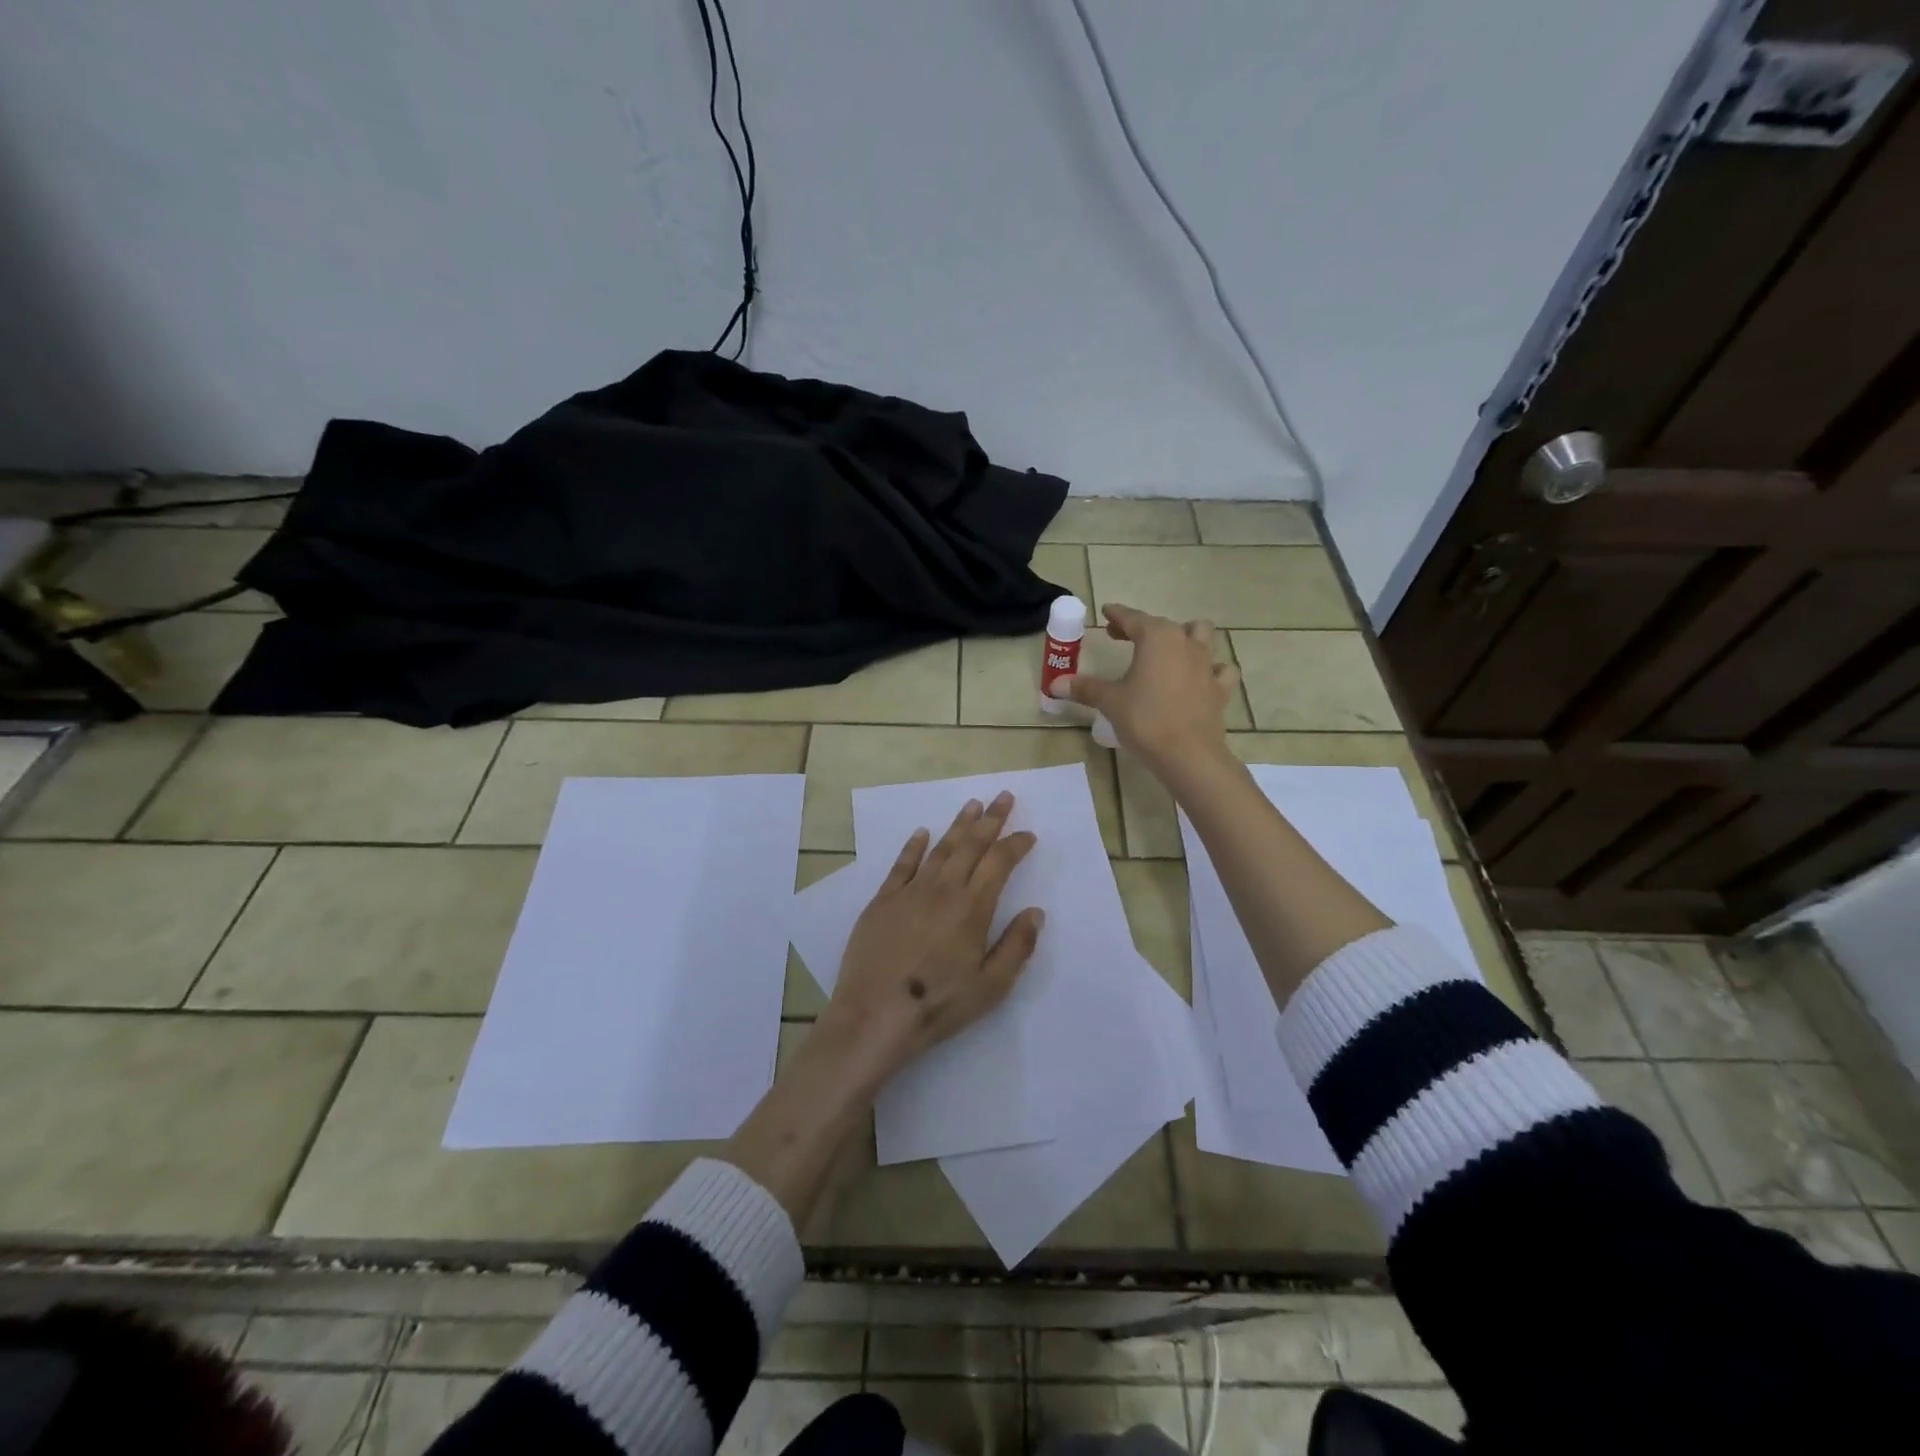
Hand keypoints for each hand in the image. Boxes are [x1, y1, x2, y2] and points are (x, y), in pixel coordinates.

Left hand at [825, 791, 1044, 1080]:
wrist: (874, 1014)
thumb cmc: (938, 1004)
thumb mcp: (991, 987)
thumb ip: (1017, 946)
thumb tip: (1035, 912)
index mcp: (972, 908)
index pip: (999, 863)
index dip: (1015, 845)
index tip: (1028, 834)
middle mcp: (943, 889)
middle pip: (971, 845)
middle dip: (990, 819)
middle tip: (1003, 796)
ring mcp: (910, 892)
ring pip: (939, 848)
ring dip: (958, 825)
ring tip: (972, 805)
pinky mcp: (882, 901)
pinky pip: (902, 864)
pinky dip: (914, 846)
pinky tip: (922, 832)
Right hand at [1051, 603, 1238, 770]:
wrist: (1188, 754)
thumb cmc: (1145, 719)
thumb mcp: (1110, 701)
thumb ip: (1085, 688)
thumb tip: (1056, 684)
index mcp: (1157, 638)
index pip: (1133, 618)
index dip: (1118, 615)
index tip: (1107, 611)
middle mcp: (1185, 643)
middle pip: (1163, 625)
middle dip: (1143, 627)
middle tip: (1124, 637)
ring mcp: (1207, 664)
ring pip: (1202, 635)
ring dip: (1185, 636)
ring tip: (1169, 649)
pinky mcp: (1220, 688)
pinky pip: (1220, 669)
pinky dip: (1211, 669)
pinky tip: (1200, 677)